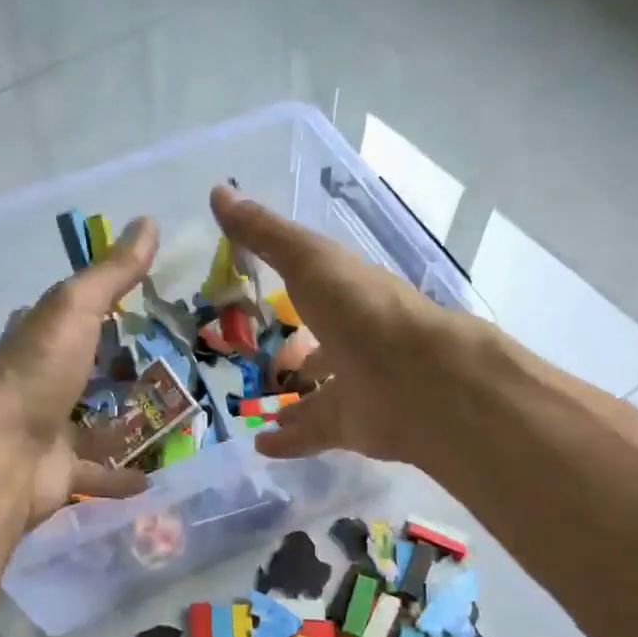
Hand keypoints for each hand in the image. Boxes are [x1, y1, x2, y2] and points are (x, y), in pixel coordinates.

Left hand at [0, 216, 161, 527]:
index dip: (102, 306)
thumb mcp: (75, 309)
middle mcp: (40, 382)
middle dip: (120, 369)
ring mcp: (49, 430)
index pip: (71, 314)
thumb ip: (112, 273)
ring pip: (94, 424)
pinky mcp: (61, 473)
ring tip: (173, 417)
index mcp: (38, 338)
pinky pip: (99, 473)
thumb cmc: (36, 373)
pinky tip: (156, 477)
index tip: (144, 303)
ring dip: (124, 422)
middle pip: (86, 370)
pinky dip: (123, 476)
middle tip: (172, 364)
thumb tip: (149, 220)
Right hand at [209, 185, 465, 471]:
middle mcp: (356, 340)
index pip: (319, 286)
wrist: (419, 380)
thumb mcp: (308, 261)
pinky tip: (260, 446)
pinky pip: (314, 434)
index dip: (293, 285)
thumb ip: (265, 234)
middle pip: (323, 346)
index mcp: (350, 295)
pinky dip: (288, 440)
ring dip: (293, 400)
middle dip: (299, 352)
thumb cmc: (361, 310)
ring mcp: (358, 385)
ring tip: (256, 408)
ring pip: (320, 394)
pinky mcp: (354, 427)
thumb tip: (218, 191)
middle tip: (261, 360)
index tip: (264, 289)